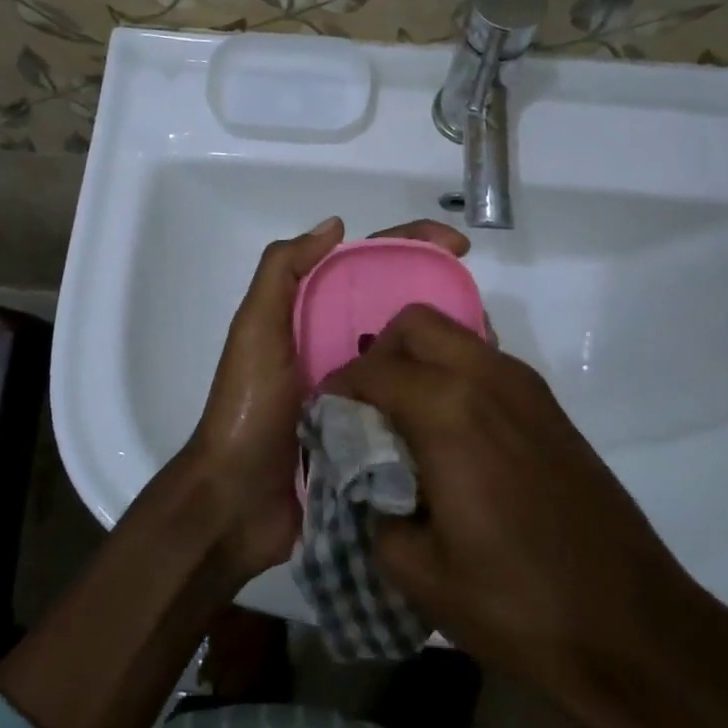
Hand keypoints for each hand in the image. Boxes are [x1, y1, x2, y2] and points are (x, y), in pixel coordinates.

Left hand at [185, 217, 470, 588]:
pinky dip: (441, 394)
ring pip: (414, 356)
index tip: (459, 247)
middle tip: (484, 312)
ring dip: (448, 347)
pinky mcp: (375, 433)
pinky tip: (474, 394)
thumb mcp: (255, 330)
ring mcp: (362, 393)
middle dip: (443, 298)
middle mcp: (342, 347)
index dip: (413, 247)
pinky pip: (415, 403)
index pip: (370, 267)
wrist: (237, 503)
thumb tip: (336, 225)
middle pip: (401, 310)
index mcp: (315, 316)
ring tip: (490, 349)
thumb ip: (282, 272)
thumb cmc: (248, 408)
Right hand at [323, 305, 727, 727]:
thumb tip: (365, 482)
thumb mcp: (418, 571)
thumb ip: (373, 510)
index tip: (325, 420)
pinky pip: (487, 362)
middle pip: (416, 324)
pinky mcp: (551, 408)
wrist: (633, 628)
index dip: (337, 390)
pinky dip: (455, 375)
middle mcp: (488, 378)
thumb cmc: (517, 603)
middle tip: (366, 409)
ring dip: (420, 360)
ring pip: (455, 336)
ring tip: (405, 421)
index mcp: (448, 410)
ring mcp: (527, 388)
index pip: (372, 369)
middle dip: (379, 354)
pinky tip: (452, 436)